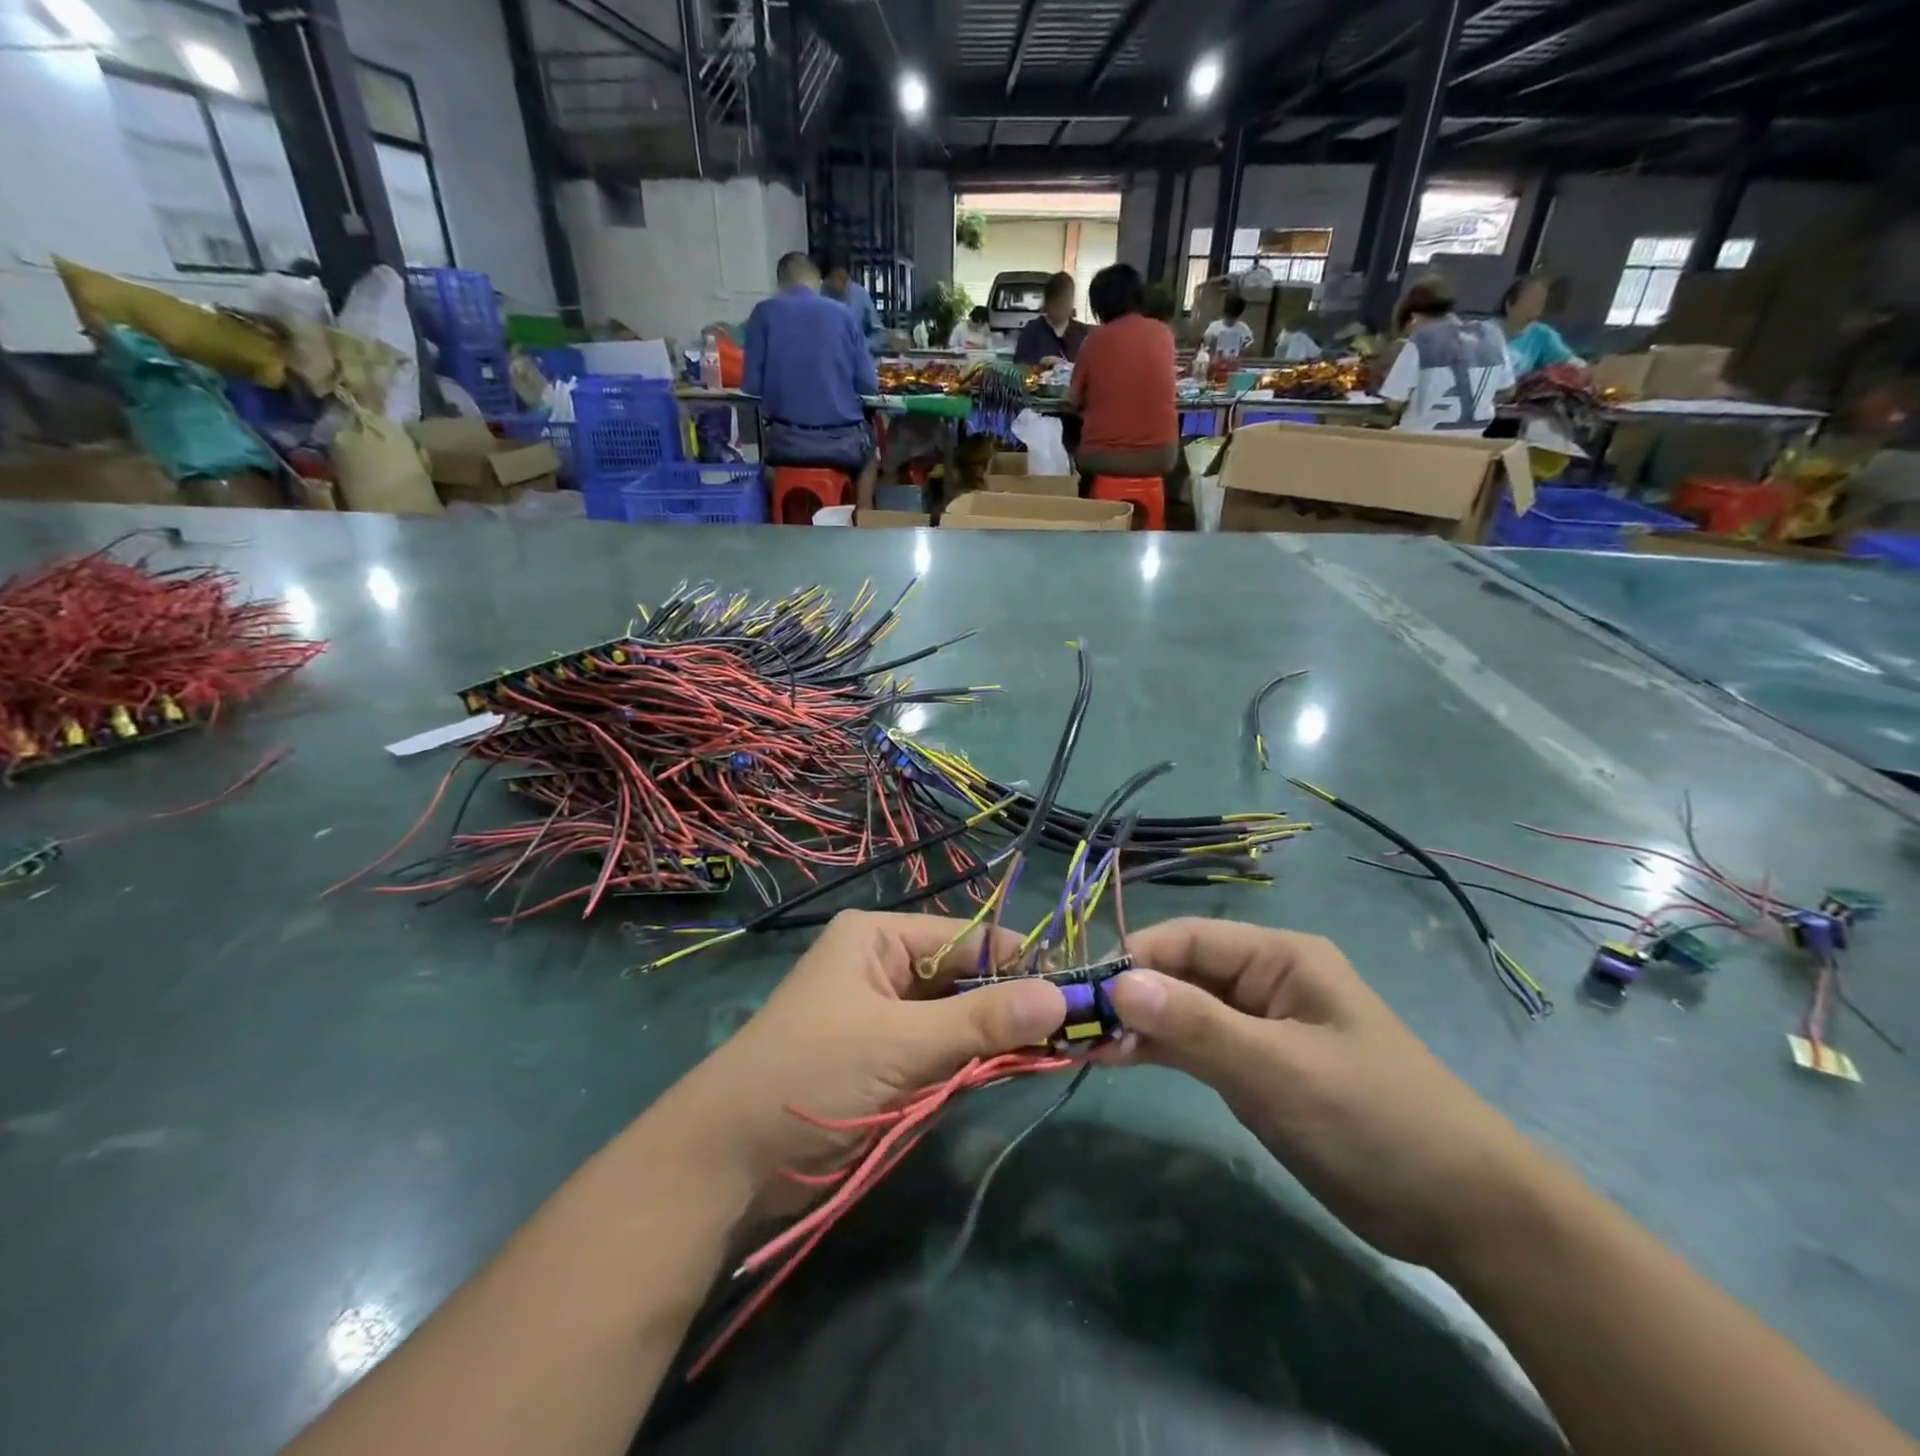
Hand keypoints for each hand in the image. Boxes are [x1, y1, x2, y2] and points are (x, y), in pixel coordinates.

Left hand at [663, 911, 1065, 1193]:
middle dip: (1013, 1002)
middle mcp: (886, 967)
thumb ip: (980, 1021)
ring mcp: (887, 1016)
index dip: (1021, 962)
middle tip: (1075, 1028)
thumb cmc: (812, 1073)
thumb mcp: (900, 1042)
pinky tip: (1015, 1070)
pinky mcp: (889, 1060)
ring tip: (1057, 1049)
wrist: (730, 1161)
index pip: (969, 938)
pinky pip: (945, 1050)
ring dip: (998, 1036)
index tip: (1077, 990)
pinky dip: (975, 1062)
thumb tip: (1061, 997)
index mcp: (880, 938)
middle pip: (966, 976)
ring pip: (960, 1016)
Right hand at [1104, 918, 1544, 1270]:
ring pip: (1181, 1011)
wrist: (1461, 1212)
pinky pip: (1194, 1046)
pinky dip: (1157, 1051)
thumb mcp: (1281, 1069)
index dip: (1135, 958)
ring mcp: (1257, 1026)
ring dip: (1137, 1025)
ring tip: (1082, 1044)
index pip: (1188, 940)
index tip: (1083, 990)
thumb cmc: (1375, 1119)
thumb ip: (1198, 1025)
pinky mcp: (1254, 1068)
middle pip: (1180, 973)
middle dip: (1129, 995)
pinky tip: (1116, 1059)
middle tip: (1073, 1024)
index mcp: (1278, 957)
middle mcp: (1263, 981)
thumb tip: (1118, 983)